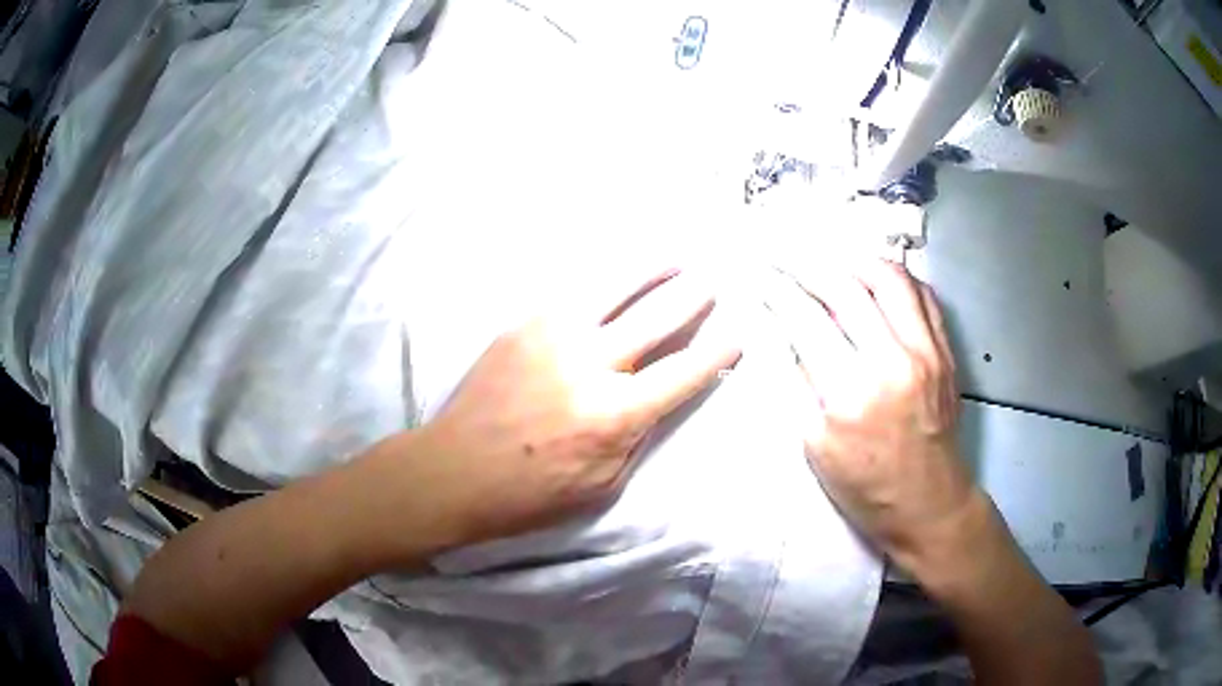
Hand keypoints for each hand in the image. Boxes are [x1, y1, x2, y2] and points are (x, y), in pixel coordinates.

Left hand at [416, 269, 741, 543]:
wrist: (454, 471)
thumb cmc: (529, 494)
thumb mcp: (601, 485)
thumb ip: (634, 437)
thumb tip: (653, 399)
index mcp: (615, 415)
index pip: (682, 374)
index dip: (716, 354)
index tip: (737, 336)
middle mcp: (590, 365)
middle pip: (656, 319)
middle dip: (692, 299)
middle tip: (712, 284)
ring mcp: (552, 337)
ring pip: (613, 289)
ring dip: (649, 270)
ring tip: (673, 258)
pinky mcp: (522, 326)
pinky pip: (571, 292)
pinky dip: (601, 280)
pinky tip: (613, 274)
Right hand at [768, 259, 972, 571]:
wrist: (928, 504)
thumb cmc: (865, 487)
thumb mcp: (814, 447)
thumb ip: (792, 382)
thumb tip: (770, 329)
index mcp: (851, 394)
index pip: (806, 319)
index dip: (777, 287)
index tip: (758, 271)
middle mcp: (893, 362)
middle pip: (847, 287)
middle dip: (808, 262)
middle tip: (785, 253)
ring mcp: (927, 351)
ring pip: (890, 277)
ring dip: (853, 259)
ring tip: (829, 257)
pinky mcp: (946, 351)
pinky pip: (922, 294)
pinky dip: (894, 277)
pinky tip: (874, 278)